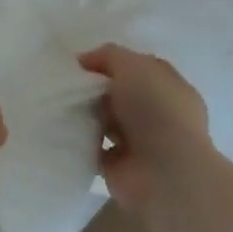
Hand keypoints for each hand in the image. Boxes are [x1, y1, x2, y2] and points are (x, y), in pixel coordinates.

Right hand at [79, 44, 215, 212]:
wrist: (166, 175)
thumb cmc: (156, 110)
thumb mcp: (132, 65)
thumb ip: (108, 56)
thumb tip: (84, 62)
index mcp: (169, 88)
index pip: (137, 68)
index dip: (110, 62)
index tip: (81, 64)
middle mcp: (157, 114)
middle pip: (118, 93)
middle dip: (94, 89)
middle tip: (68, 85)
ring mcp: (140, 143)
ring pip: (105, 120)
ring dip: (86, 115)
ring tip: (63, 107)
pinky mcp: (120, 167)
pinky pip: (93, 147)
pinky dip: (80, 140)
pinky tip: (65, 129)